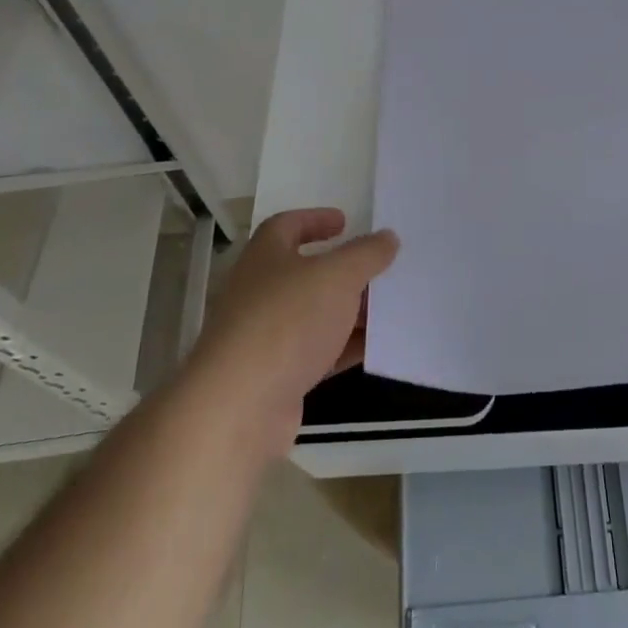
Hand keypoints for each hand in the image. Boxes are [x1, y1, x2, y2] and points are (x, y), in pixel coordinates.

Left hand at [184, 209, 398, 456]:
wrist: (239, 408)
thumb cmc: (287, 321)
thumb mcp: (337, 276)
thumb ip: (366, 253)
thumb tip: (387, 237)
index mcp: (265, 256)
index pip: (287, 225)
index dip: (315, 219)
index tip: (346, 222)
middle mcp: (260, 291)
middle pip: (305, 272)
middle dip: (343, 270)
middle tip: (378, 267)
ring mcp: (265, 336)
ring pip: (315, 314)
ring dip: (348, 310)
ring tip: (388, 307)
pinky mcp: (276, 376)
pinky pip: (318, 353)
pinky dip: (345, 347)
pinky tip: (377, 347)